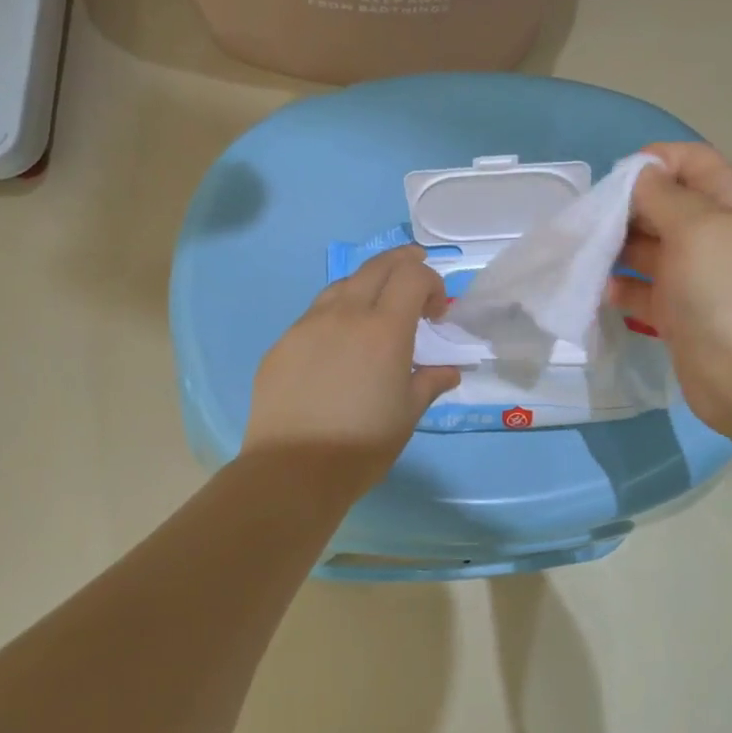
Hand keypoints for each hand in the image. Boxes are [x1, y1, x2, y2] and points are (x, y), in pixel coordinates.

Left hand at [243, 246, 461, 496]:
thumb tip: (449, 370)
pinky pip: (314, 315)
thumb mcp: (408, 414)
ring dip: (366, 286)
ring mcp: (307, 326)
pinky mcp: (282, 344)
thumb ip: (431, 382)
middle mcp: (345, 315)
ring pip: (342, 286)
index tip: (437, 312)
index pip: (412, 276)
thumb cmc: (362, 444)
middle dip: (402, 263)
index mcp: (384, 330)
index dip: (431, 282)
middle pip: (377, 266)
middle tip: (415, 277)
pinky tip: (337, 346)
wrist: (294, 469)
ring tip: (375, 311)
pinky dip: (335, 315)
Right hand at [608, 143, 731, 437]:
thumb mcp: (696, 227)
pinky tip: (597, 289)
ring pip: (644, 247)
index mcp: (726, 205)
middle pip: (661, 204)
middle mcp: (709, 235)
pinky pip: (638, 289)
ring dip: (613, 246)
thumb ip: (662, 195)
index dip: (656, 160)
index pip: (692, 161)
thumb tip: (637, 175)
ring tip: (582, 252)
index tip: (616, 177)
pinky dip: (617, 286)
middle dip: (624, 205)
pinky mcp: (673, 312)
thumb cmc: (725, 290)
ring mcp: (691, 276)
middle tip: (588, 218)